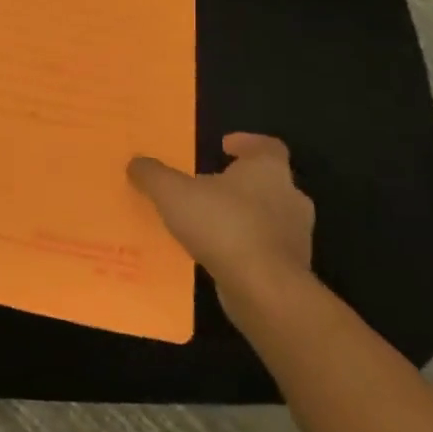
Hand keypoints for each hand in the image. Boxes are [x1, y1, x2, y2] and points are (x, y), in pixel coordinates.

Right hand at [128, 134, 315, 327]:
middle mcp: (290, 198)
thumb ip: (153, 174)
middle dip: (241, 183)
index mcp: (268, 170)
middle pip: (268, 182)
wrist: (264, 289)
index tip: (225, 146)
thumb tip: (136, 163)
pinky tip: (217, 254)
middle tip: (209, 186)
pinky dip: (245, 247)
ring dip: (243, 217)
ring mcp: (296, 235)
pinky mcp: (292, 268)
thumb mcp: (172, 193)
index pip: (267, 146)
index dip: (247, 143)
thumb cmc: (223, 225)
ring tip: (208, 223)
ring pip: (269, 217)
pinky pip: (265, 248)